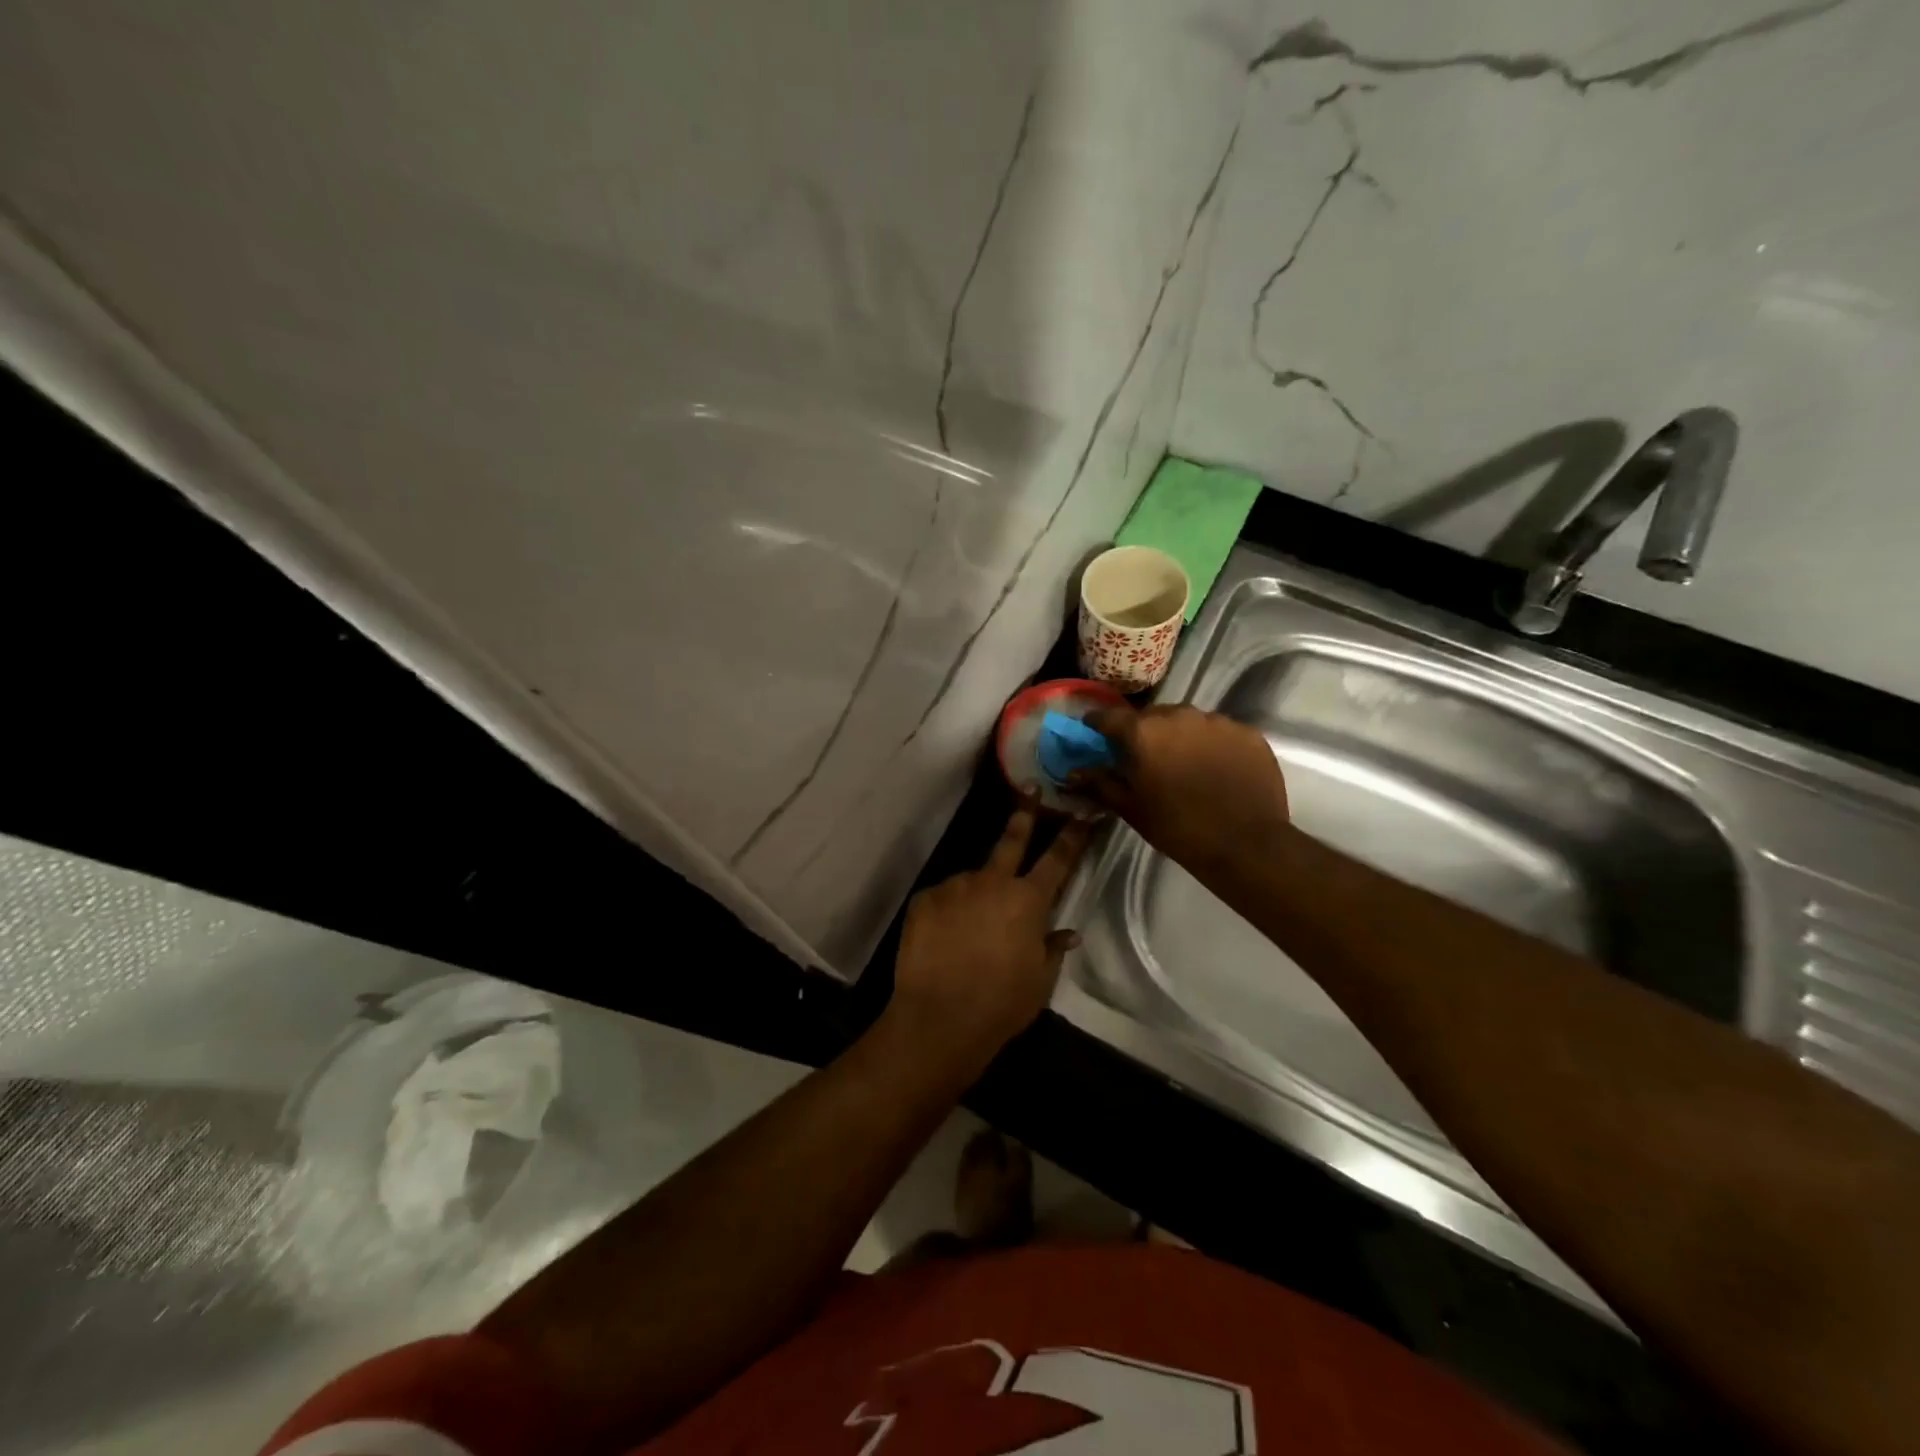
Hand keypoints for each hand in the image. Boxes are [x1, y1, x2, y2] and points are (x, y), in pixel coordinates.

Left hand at [888, 808, 1088, 1066]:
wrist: (939, 1018)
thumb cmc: (1001, 1003)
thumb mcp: (1039, 981)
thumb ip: (1052, 949)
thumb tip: (1067, 932)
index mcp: (1028, 900)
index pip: (1058, 860)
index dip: (1072, 835)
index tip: (1082, 813)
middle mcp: (992, 882)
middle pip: (1012, 840)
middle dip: (1025, 813)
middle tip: (1031, 789)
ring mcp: (955, 887)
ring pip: (972, 882)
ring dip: (976, 895)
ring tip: (969, 932)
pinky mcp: (924, 899)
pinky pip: (943, 900)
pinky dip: (948, 913)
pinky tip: (945, 940)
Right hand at [1077, 705, 1289, 874]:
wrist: (1244, 844)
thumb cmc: (1177, 827)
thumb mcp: (1131, 808)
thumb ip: (1100, 783)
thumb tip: (1073, 772)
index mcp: (1144, 732)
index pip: (1109, 717)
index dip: (1098, 725)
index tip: (1094, 733)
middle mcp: (1179, 715)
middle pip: (1152, 716)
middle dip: (1144, 732)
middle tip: (1145, 758)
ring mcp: (1217, 721)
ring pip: (1188, 722)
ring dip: (1180, 737)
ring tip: (1184, 764)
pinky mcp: (1247, 733)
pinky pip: (1220, 732)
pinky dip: (1212, 745)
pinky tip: (1215, 769)